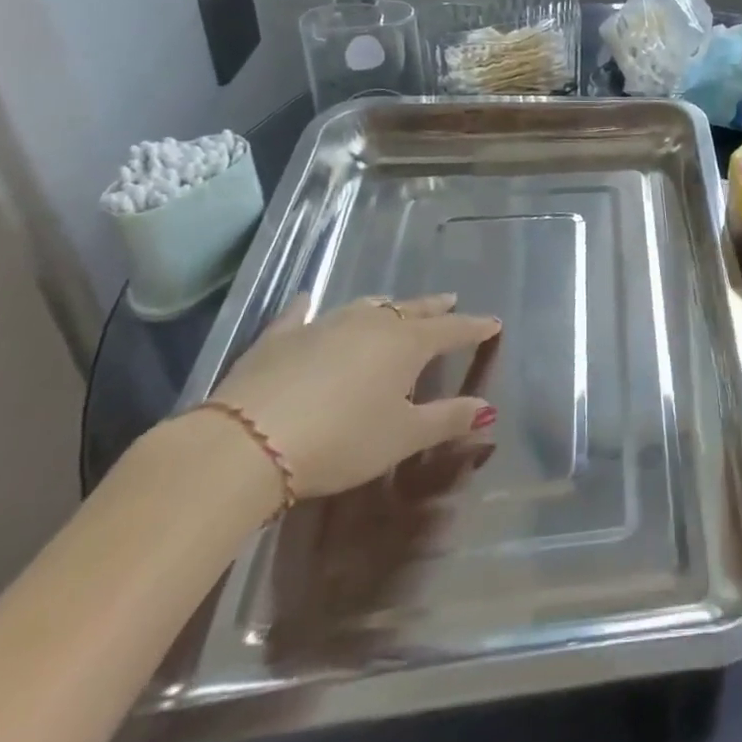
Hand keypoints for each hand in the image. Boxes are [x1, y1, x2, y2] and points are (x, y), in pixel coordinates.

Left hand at [206, 293, 500, 500]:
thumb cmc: (340, 441)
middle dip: (434, 308)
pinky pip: (299, 314)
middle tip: (450, 302)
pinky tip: (306, 298)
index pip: (452, 330)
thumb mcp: (401, 438)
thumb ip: (447, 420)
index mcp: (407, 344)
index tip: (494, 323)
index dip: (475, 328)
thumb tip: (487, 409)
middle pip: (411, 310)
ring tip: (394, 306)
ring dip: (385, 307)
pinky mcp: (280, 338)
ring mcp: (324, 325)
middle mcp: (372, 323)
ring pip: (365, 307)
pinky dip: (307, 307)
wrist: (247, 443)